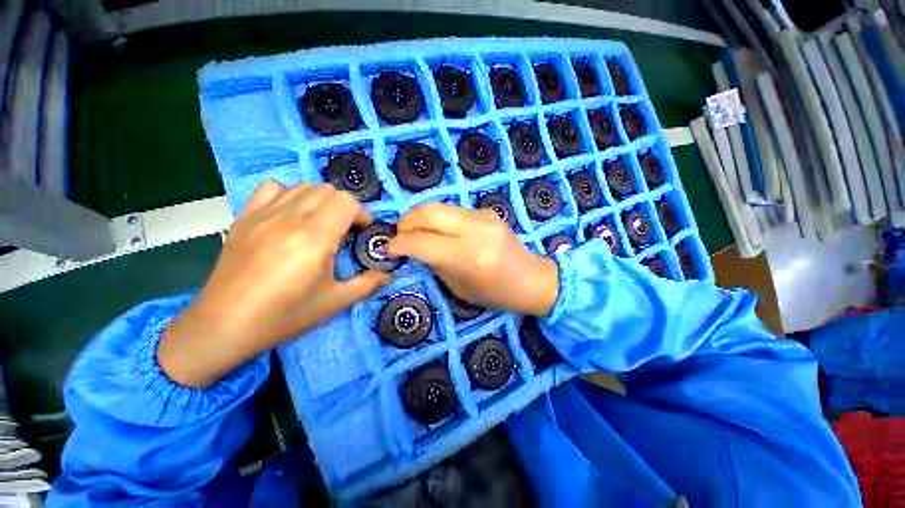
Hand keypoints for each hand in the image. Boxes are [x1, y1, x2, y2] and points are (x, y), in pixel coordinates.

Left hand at [158, 181, 389, 387]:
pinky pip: (272, 188)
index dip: (361, 213)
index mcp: (314, 237)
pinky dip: (289, 195)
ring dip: (320, 200)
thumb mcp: (335, 302)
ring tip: (321, 223)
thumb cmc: (285, 316)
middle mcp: (289, 218)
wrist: (224, 325)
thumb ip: (367, 284)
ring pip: (302, 186)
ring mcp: (263, 215)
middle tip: (345, 230)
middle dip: (344, 207)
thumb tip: (388, 276)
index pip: (345, 201)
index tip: (362, 231)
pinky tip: (290, 216)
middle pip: (327, 190)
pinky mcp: (244, 218)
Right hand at [386, 203, 558, 315]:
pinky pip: (453, 210)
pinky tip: (438, 229)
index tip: (388, 248)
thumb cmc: (496, 293)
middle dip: (406, 221)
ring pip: (438, 206)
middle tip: (399, 234)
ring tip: (414, 230)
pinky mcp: (487, 211)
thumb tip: (417, 248)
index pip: (422, 242)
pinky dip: (438, 217)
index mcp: (468, 256)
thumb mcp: (459, 288)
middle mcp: (475, 230)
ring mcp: (483, 216)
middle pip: (427, 213)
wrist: (532, 278)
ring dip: (420, 216)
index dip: (400, 243)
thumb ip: (436, 264)